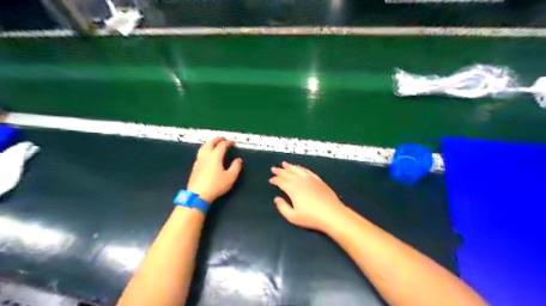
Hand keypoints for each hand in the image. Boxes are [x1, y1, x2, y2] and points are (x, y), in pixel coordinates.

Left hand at [188, 138, 242, 204]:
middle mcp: (206, 155)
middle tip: (222, 138)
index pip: (222, 145)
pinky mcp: (195, 166)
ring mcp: (199, 160)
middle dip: (217, 139)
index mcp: (215, 156)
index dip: (227, 142)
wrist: (198, 194)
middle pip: (210, 143)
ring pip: (203, 147)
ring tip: (214, 144)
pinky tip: (207, 155)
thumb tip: (238, 160)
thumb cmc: (216, 185)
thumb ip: (236, 167)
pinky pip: (200, 153)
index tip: (232, 142)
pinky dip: (205, 149)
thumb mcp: (230, 177)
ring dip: (210, 143)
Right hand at [268, 163, 343, 231]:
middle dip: (280, 171)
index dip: (275, 180)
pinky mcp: (318, 180)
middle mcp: (300, 181)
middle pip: (288, 173)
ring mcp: (310, 179)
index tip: (270, 180)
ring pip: (297, 170)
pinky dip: (301, 168)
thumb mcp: (293, 217)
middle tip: (274, 168)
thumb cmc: (311, 217)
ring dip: (290, 166)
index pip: (281, 181)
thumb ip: (282, 207)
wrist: (332, 214)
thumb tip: (276, 199)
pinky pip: (307, 171)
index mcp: (292, 189)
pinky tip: (299, 168)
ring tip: (284, 164)